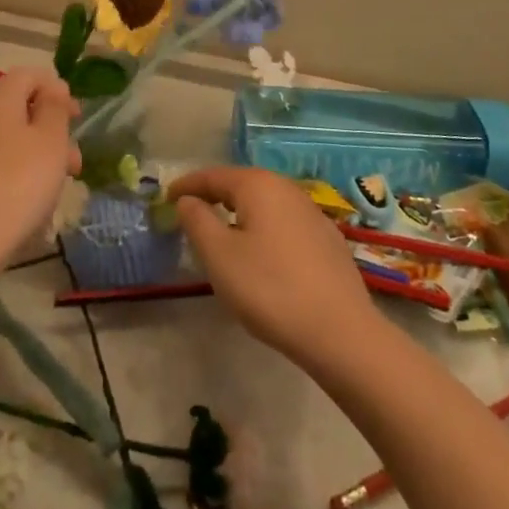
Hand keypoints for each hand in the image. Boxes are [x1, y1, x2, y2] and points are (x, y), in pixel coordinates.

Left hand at [0, 66, 81, 265]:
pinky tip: (35, 209)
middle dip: (53, 129)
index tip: (76, 115)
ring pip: (13, 143)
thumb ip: (55, 108)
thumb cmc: (17, 184)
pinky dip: (22, 180)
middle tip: (75, 160)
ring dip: (41, 158)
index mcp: (0, 101)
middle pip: (21, 110)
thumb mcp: (50, 140)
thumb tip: (53, 87)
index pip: (28, 75)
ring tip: (61, 188)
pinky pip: (0, 170)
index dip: (55, 87)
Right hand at [167, 166, 377, 367]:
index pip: (212, 176)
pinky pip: (283, 223)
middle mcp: (285, 188)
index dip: (187, 185)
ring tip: (222, 233)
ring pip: (264, 204)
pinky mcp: (327, 239)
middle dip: (213, 196)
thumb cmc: (270, 289)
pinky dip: (263, 229)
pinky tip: (261, 254)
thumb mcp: (220, 256)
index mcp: (257, 184)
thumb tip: (188, 200)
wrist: (341, 332)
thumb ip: (197, 221)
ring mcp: (311, 212)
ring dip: (239, 213)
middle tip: (191, 214)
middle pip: (240, 185)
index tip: (167, 197)